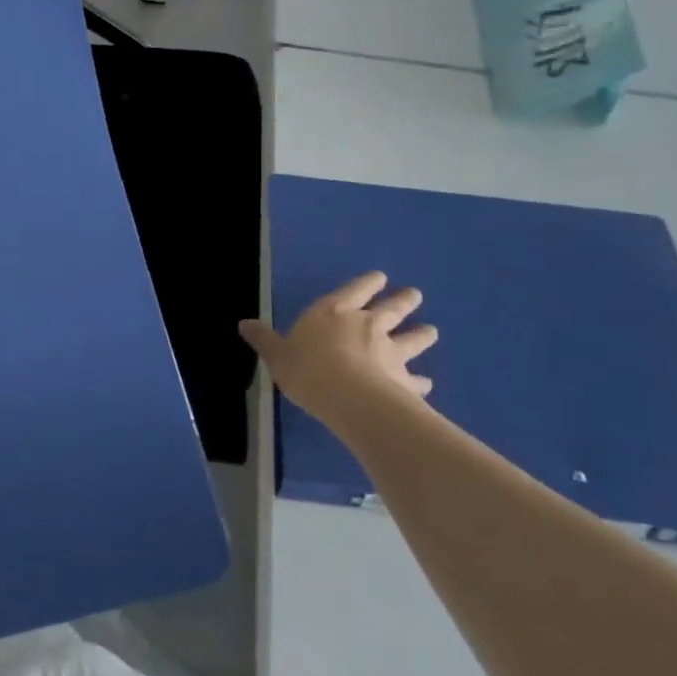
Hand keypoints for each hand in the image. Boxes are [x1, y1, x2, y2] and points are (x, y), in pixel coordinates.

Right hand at [239, 271, 436, 422]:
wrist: (349, 398)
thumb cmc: (306, 368)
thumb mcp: (276, 353)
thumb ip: (264, 339)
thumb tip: (244, 323)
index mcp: (333, 312)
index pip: (354, 290)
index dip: (367, 283)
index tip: (381, 278)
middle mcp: (366, 325)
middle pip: (390, 309)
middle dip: (402, 301)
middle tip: (415, 294)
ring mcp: (389, 352)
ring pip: (411, 339)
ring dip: (422, 335)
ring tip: (432, 331)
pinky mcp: (404, 380)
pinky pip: (416, 380)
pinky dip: (421, 381)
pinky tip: (427, 384)